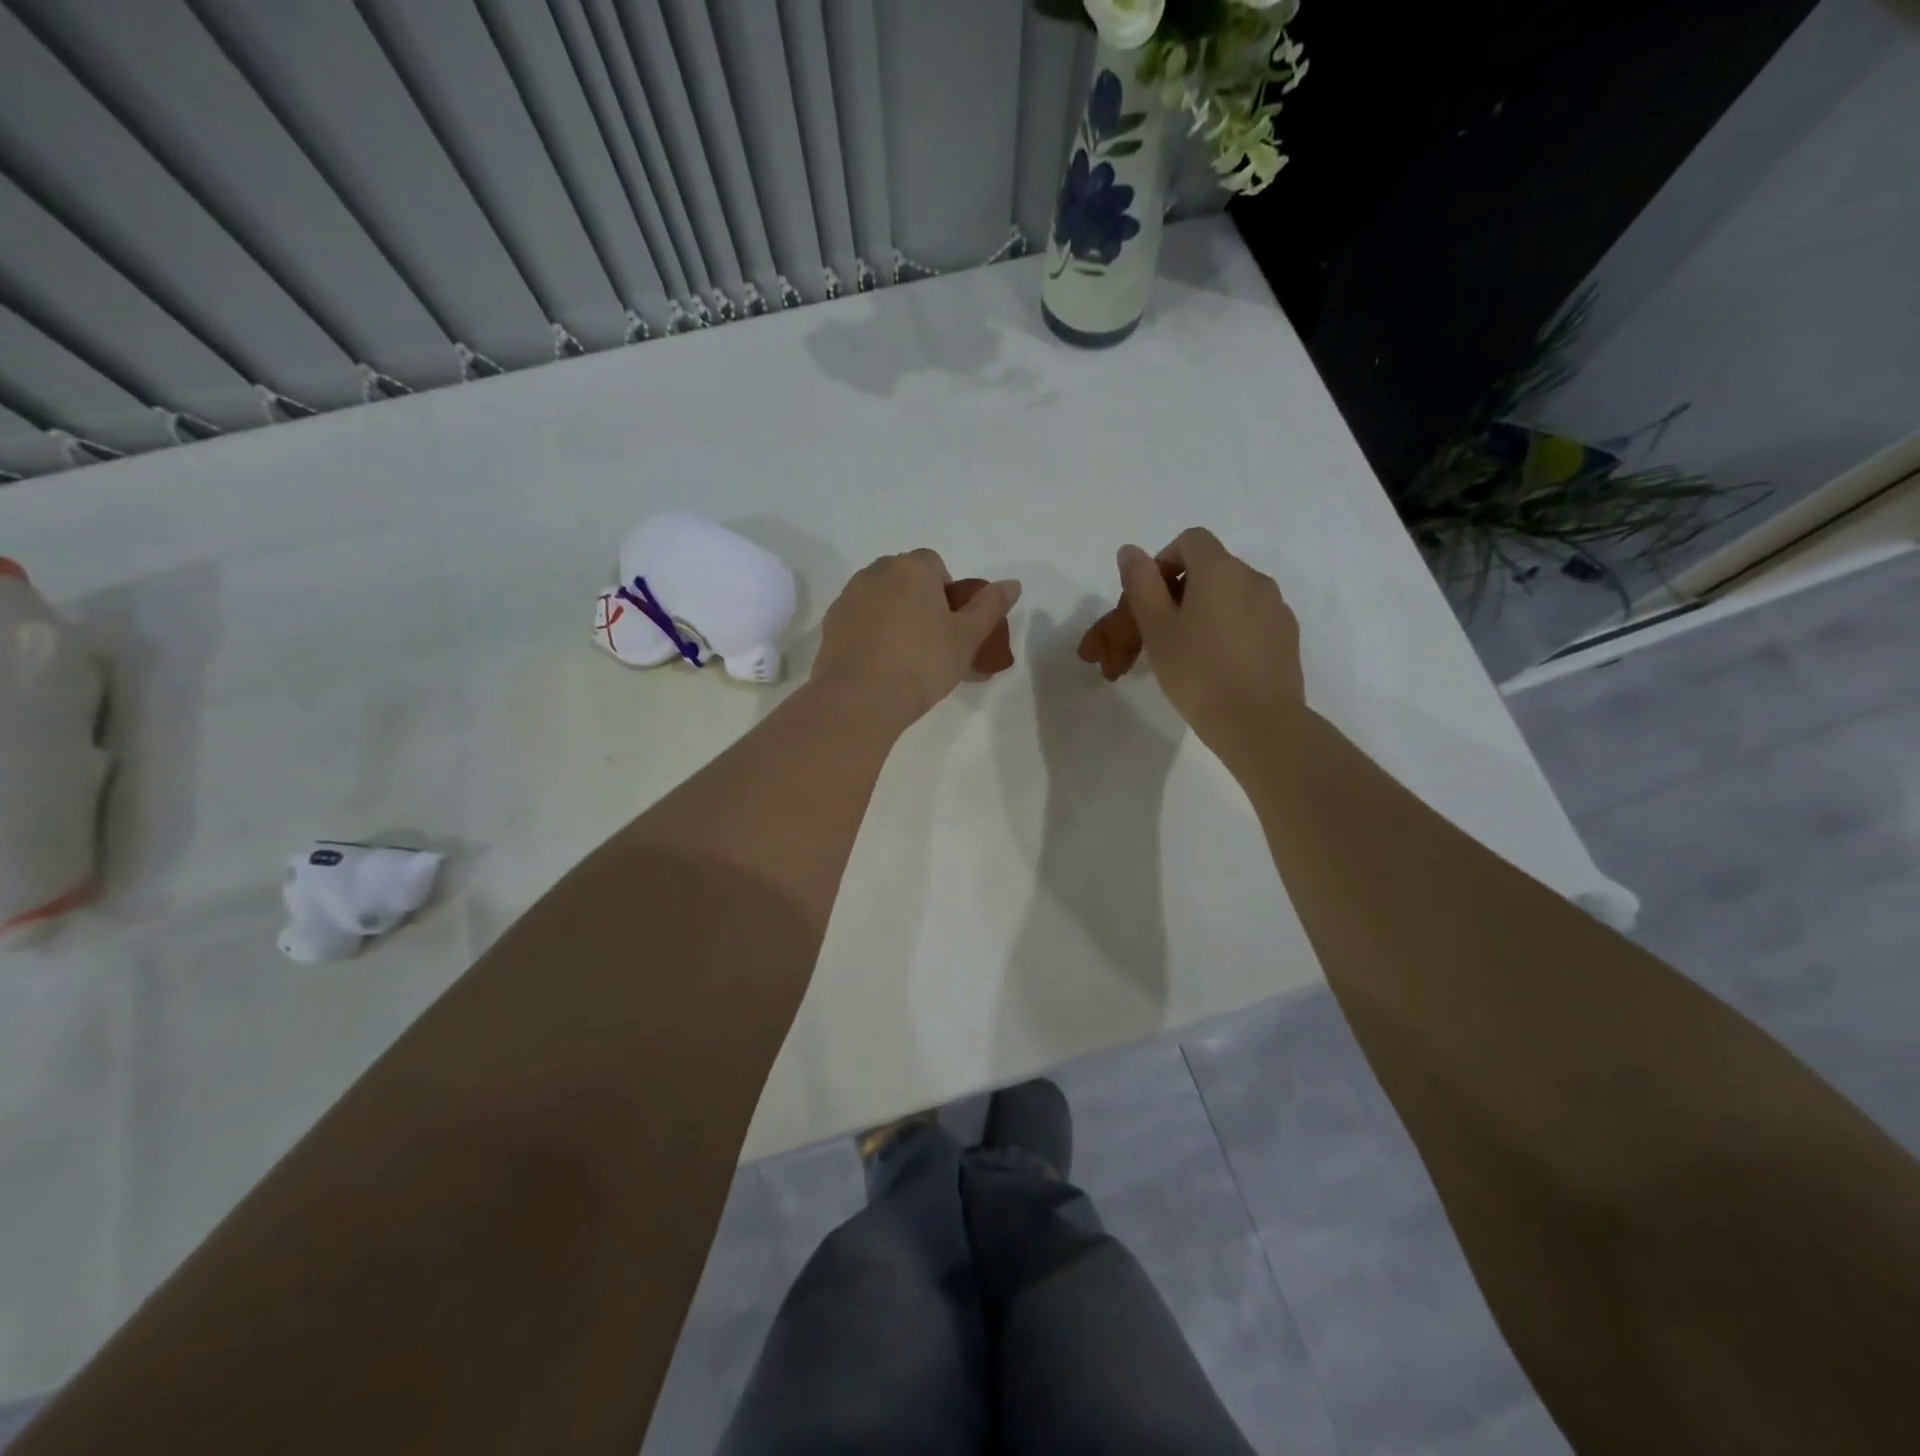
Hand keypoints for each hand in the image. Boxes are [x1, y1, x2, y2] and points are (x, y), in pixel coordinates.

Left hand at [811, 550, 1020, 723]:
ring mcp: (849, 597)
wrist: (860, 698)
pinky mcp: (830, 624)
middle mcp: (876, 572)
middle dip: (919, 600)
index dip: (947, 593)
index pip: (935, 564)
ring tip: (905, 656)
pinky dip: (871, 633)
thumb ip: (990, 606)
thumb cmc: (922, 663)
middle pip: (905, 578)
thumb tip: (1012, 584)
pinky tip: (881, 664)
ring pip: (880, 598)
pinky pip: (859, 619)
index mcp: (912, 568)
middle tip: (932, 641)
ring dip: (894, 616)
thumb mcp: (967, 637)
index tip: (951, 625)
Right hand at [1113, 528, 1304, 757]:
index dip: (1163, 562)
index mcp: (1220, 570)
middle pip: (1208, 571)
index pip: (1190, 541)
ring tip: (1180, 656)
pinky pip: (1248, 621)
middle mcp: (1253, 579)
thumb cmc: (1198, 672)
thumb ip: (1141, 584)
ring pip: (1228, 599)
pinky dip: (1225, 632)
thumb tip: (1130, 550)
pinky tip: (1213, 668)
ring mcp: (1275, 608)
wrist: (1259, 723)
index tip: (1147, 599)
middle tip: (1151, 636)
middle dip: (1175, 596)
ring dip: (1200, 615)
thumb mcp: (1157, 628)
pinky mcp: (1286, 637)